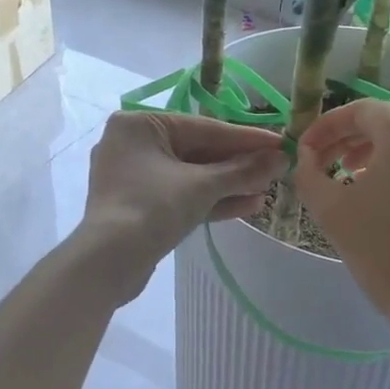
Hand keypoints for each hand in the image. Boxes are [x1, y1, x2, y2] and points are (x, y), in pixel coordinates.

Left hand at [78, 111, 287, 299]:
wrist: (108, 263)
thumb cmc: (152, 207)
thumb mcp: (202, 186)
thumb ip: (243, 170)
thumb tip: (281, 158)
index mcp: (140, 125)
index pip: (204, 128)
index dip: (246, 138)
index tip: (280, 142)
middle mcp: (133, 144)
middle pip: (198, 151)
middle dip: (238, 165)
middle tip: (277, 169)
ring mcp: (134, 178)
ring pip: (191, 176)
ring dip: (229, 184)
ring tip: (266, 190)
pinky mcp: (139, 206)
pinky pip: (180, 195)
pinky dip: (210, 200)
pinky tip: (247, 206)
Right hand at [293, 100, 389, 343]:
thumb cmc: (382, 251)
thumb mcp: (331, 209)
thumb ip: (309, 174)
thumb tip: (306, 157)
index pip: (360, 110)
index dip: (327, 126)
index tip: (306, 149)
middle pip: (388, 119)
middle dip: (350, 135)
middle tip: (324, 160)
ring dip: (376, 148)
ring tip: (350, 173)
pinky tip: (384, 192)